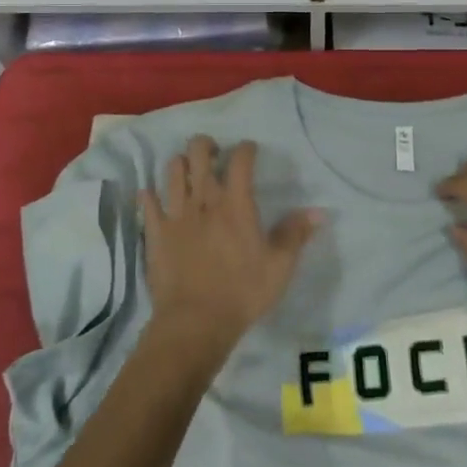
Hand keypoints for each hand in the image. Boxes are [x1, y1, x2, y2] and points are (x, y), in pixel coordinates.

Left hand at [139, 136, 321, 362]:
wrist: (195, 322)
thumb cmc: (242, 292)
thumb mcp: (279, 266)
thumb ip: (296, 234)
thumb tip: (318, 211)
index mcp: (236, 204)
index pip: (240, 160)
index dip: (246, 149)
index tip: (250, 150)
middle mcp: (204, 200)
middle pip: (199, 152)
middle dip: (206, 145)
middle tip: (214, 154)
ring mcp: (176, 214)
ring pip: (173, 170)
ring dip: (181, 164)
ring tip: (188, 171)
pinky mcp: (156, 232)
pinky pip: (148, 202)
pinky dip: (150, 195)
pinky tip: (153, 195)